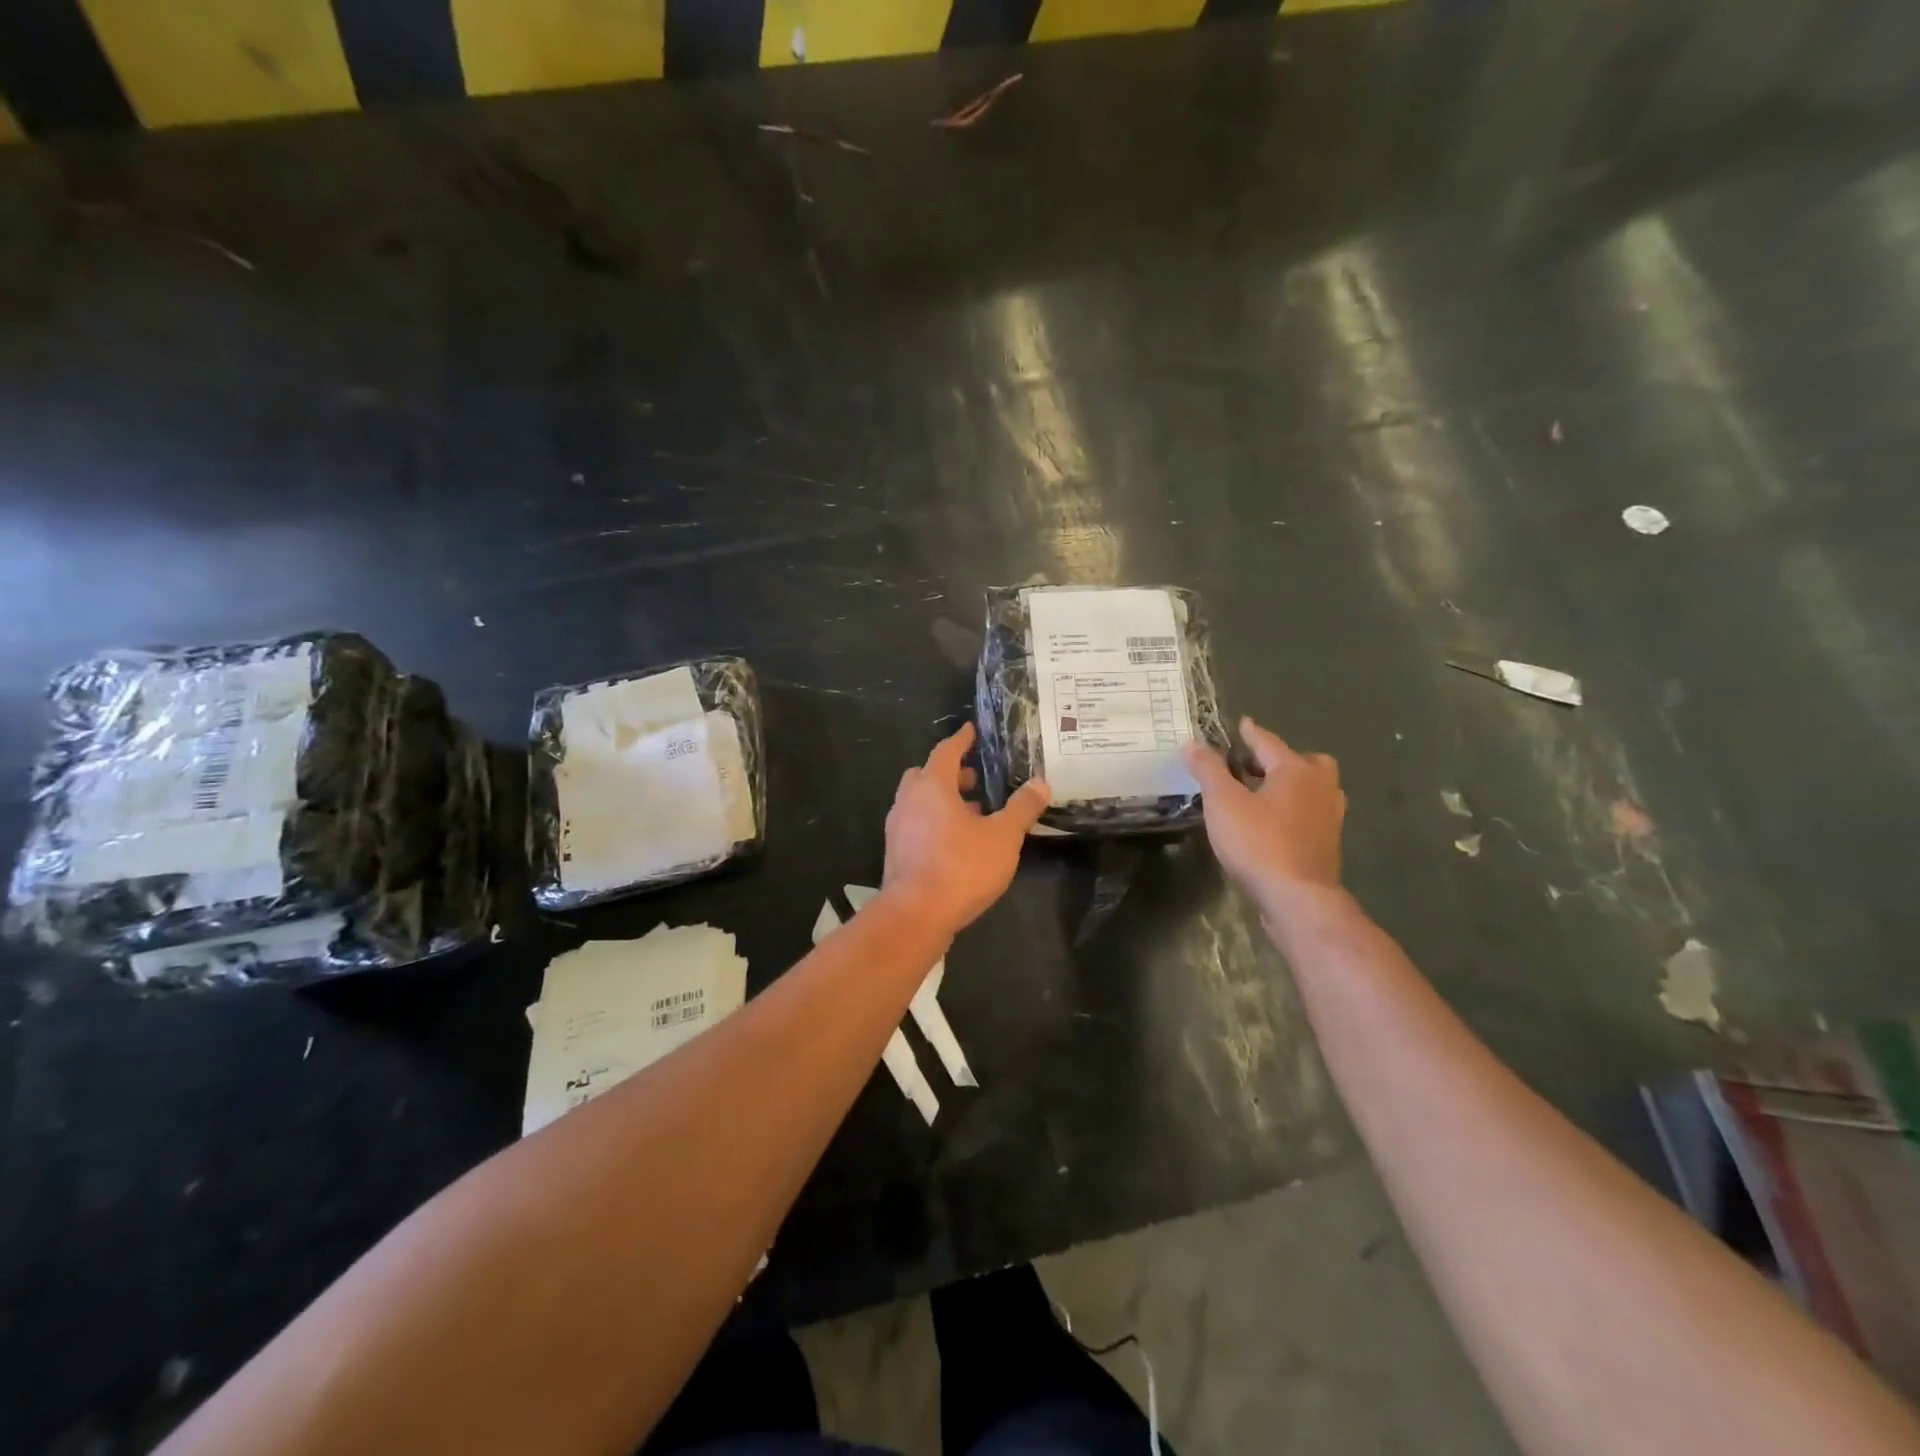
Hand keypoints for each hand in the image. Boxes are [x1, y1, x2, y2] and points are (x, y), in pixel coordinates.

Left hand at [880, 723, 1050, 938]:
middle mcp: (908, 800)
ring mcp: (898, 828)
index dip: (961, 740)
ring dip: (943, 801)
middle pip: (926, 775)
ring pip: (920, 802)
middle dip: (951, 774)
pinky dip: (935, 823)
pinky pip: (917, 825)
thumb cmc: (961, 867)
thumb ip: (1022, 808)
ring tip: (974, 814)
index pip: (946, 751)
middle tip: (976, 780)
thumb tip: (1041, 783)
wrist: (915, 915)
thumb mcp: (1002, 837)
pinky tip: (958, 843)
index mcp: (931, 786)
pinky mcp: (896, 853)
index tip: (972, 731)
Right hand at [1183, 717, 1345, 911]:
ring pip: (1314, 790)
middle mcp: (1320, 789)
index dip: (1251, 733)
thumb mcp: (1223, 803)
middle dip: (1282, 760)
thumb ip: (1208, 770)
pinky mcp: (1327, 846)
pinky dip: (1295, 811)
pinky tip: (1274, 824)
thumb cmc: (1259, 843)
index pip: (1269, 743)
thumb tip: (1193, 744)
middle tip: (1256, 765)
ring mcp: (1329, 819)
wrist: (1297, 898)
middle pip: (1306, 763)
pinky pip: (1312, 815)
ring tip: (1264, 794)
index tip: (1242, 724)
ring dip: (1292, 786)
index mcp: (1296, 771)